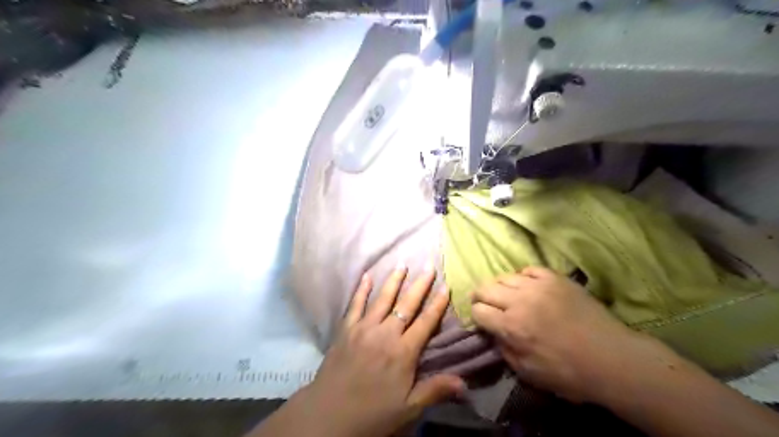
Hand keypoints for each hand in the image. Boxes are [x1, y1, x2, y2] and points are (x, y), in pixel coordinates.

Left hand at [301, 266, 464, 435]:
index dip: (437, 303)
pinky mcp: (346, 329)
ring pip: (382, 299)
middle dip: (419, 285)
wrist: (329, 414)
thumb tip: (464, 382)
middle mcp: (385, 333)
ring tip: (402, 264)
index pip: (425, 322)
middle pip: (406, 304)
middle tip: (428, 266)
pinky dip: (361, 289)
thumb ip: (435, 390)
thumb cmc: (372, 412)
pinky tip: (367, 276)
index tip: (446, 285)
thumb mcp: (408, 408)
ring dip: (393, 281)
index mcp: (403, 351)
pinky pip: (355, 304)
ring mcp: (364, 328)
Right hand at [475, 264, 645, 403]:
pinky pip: (529, 269)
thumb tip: (493, 334)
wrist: (611, 357)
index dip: (476, 316)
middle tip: (485, 304)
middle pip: (485, 288)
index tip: (483, 321)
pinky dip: (522, 277)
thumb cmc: (568, 372)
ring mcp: (538, 286)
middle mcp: (519, 301)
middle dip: (479, 297)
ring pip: (504, 276)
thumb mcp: (528, 373)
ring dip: (500, 287)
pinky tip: (527, 286)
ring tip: (506, 295)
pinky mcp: (555, 278)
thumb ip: (504, 350)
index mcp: (511, 326)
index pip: (478, 311)